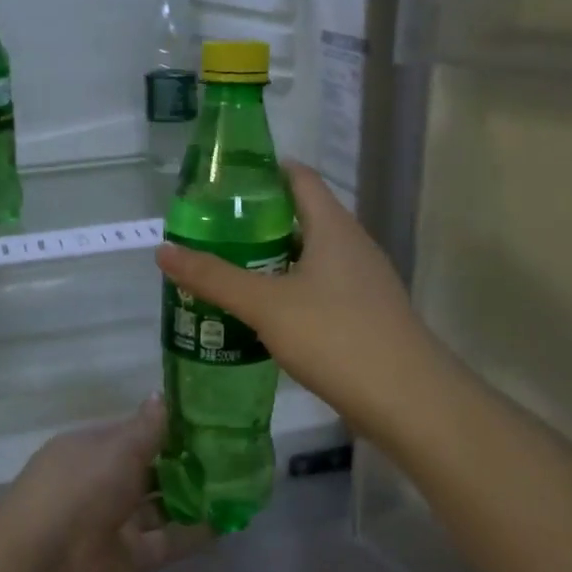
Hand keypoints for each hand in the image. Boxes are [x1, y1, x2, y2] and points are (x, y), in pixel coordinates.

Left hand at [0, 395, 211, 571]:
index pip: (128, 432)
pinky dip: (194, 532)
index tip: (203, 418)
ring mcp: (115, 522)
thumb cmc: (80, 490)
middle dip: (181, 460)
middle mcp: (99, 483)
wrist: (48, 569)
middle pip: (145, 468)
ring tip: (236, 481)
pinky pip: (168, 540)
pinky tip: (228, 519)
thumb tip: (160, 396)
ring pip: (158, 504)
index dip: (162, 426)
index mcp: (86, 450)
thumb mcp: (117, 449)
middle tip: (229, 449)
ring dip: (190, 495)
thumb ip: (146, 428)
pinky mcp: (131, 557)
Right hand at [154, 161, 442, 442]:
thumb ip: (214, 277)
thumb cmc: (335, 336)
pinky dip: (288, 290)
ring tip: (226, 270)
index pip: (299, 178)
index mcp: (333, 227)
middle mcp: (352, 246)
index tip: (221, 181)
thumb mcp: (266, 304)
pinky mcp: (364, 315)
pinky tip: (261, 313)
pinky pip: (318, 289)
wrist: (407, 400)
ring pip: (309, 257)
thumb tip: (163, 251)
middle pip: (301, 217)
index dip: (262, 172)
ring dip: (270, 260)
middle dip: (256, 221)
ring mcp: (362, 282)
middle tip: (210, 231)